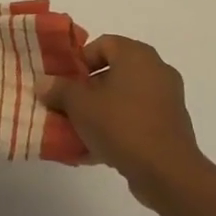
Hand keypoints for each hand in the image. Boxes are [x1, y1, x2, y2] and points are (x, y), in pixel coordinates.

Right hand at [35, 36, 209, 204]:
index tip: (64, 81)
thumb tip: (44, 83)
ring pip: (124, 98)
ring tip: (79, 131)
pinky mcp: (171, 125)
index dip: (80, 60)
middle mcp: (156, 70)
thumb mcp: (79, 105)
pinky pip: (136, 119)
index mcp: (137, 55)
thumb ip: (59, 89)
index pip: (103, 44)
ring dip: (101, 111)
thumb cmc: (121, 125)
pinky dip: (118, 128)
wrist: (167, 171)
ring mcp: (167, 99)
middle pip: (113, 71)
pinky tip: (97, 150)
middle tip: (68, 105)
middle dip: (87, 89)